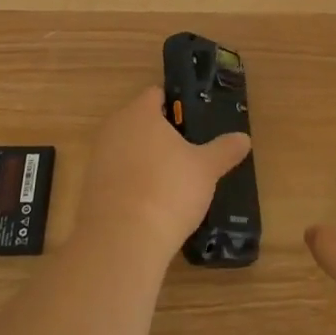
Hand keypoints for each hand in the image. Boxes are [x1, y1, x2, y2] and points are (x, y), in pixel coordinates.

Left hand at [75, 86, 250, 264]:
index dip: (178, 104)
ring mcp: (98, 159)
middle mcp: (114, 129)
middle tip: (191, 150)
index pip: (157, 94)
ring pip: (129, 149)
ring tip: (176, 179)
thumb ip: (225, 149)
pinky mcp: (91, 189)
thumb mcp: (206, 168)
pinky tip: (154, 202)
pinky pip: (119, 176)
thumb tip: (244, 138)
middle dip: (163, 134)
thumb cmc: (168, 189)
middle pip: (141, 122)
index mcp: (139, 113)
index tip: (197, 121)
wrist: (122, 240)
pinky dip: (134, 183)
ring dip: (148, 159)